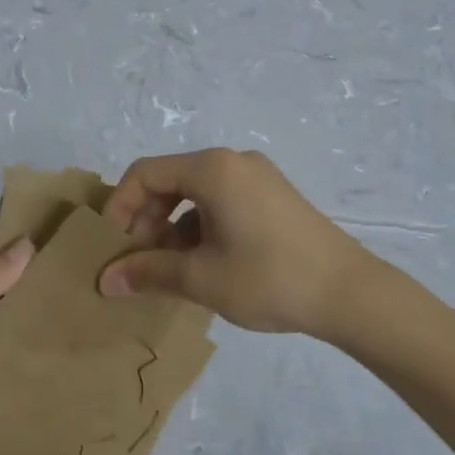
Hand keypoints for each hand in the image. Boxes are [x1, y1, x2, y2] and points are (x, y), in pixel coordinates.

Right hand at [96, 149, 375, 337]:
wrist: (350, 293)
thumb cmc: (269, 278)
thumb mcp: (201, 278)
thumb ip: (148, 273)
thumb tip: (104, 281)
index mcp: (213, 169)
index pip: (145, 173)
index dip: (119, 207)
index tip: (110, 247)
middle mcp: (233, 161)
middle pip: (169, 180)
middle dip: (146, 220)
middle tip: (138, 263)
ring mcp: (256, 176)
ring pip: (195, 193)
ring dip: (172, 227)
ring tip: (168, 269)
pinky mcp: (273, 195)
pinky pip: (221, 200)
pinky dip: (200, 226)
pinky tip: (203, 263)